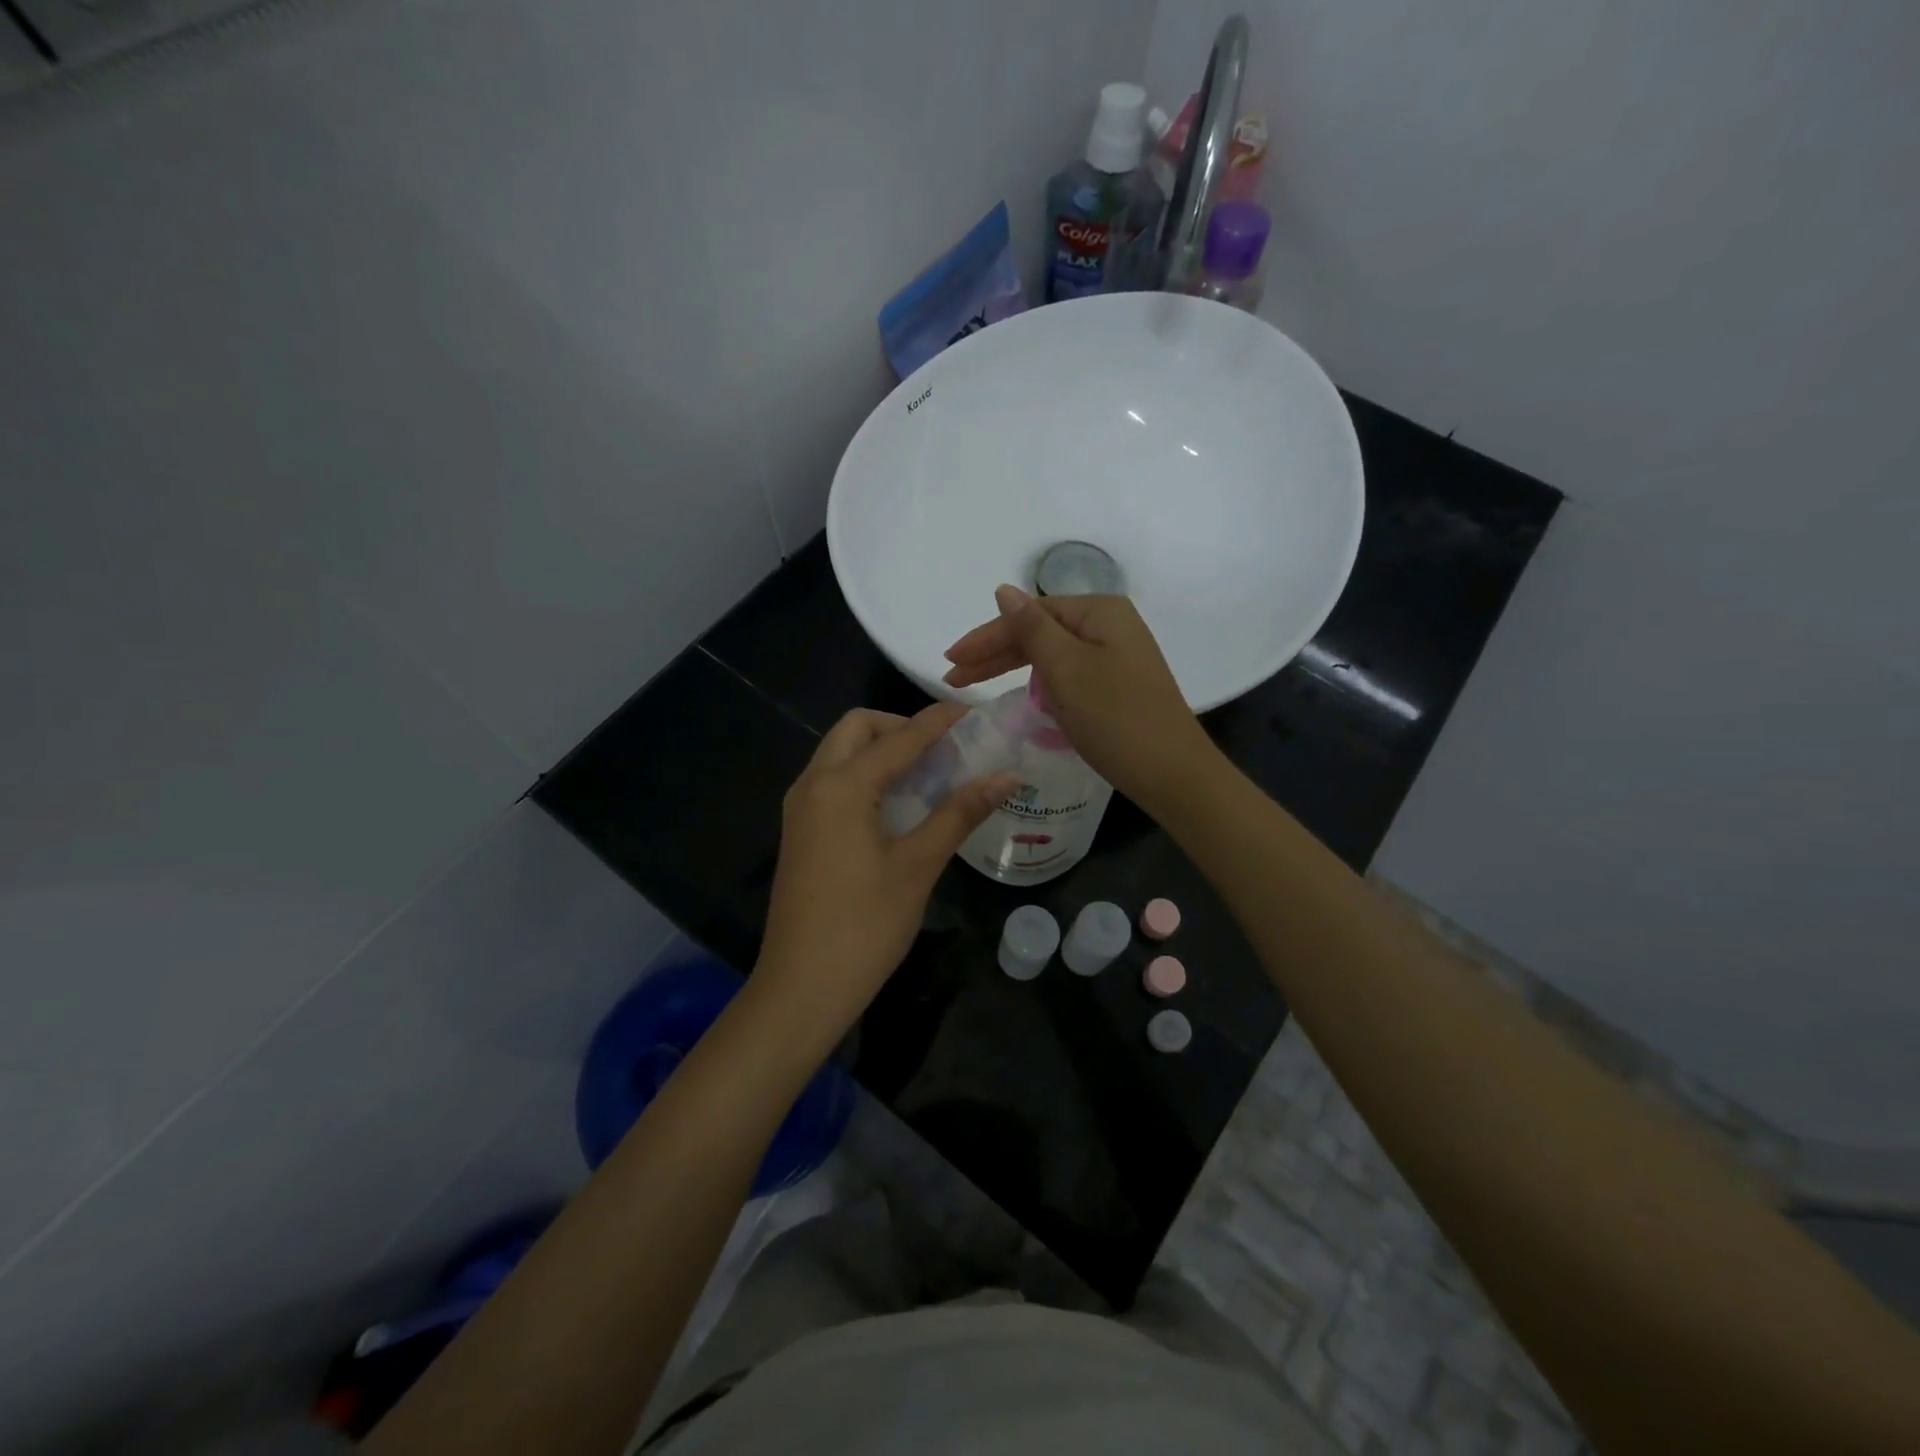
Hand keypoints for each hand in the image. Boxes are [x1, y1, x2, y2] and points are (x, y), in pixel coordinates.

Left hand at [755, 704, 1014, 1044]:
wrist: (801, 988)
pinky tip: (898, 805)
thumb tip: (1007, 776)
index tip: (974, 714)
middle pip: (856, 729)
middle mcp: (813, 784)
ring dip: (881, 751)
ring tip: (928, 774)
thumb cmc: (864, 926)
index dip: (938, 721)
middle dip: (900, 728)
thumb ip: (960, 813)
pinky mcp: (800, 832)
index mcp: (841, 786)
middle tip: (943, 751)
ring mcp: (800, 809)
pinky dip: (865, 776)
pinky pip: (833, 782)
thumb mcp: (918, 866)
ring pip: (840, 754)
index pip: (899, 737)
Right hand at [942, 586, 1219, 815]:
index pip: (1029, 614)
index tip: (950, 660)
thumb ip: (1031, 628)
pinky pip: (1067, 674)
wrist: (1172, 773)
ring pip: (1051, 654)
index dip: (987, 637)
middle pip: (1039, 631)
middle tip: (953, 675)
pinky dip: (1039, 683)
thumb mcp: (1066, 669)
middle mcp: (1110, 625)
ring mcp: (1116, 656)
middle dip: (994, 652)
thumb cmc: (1115, 717)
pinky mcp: (1117, 685)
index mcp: (1099, 611)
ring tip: (973, 684)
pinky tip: (1021, 693)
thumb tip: (1003, 590)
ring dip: (1012, 667)